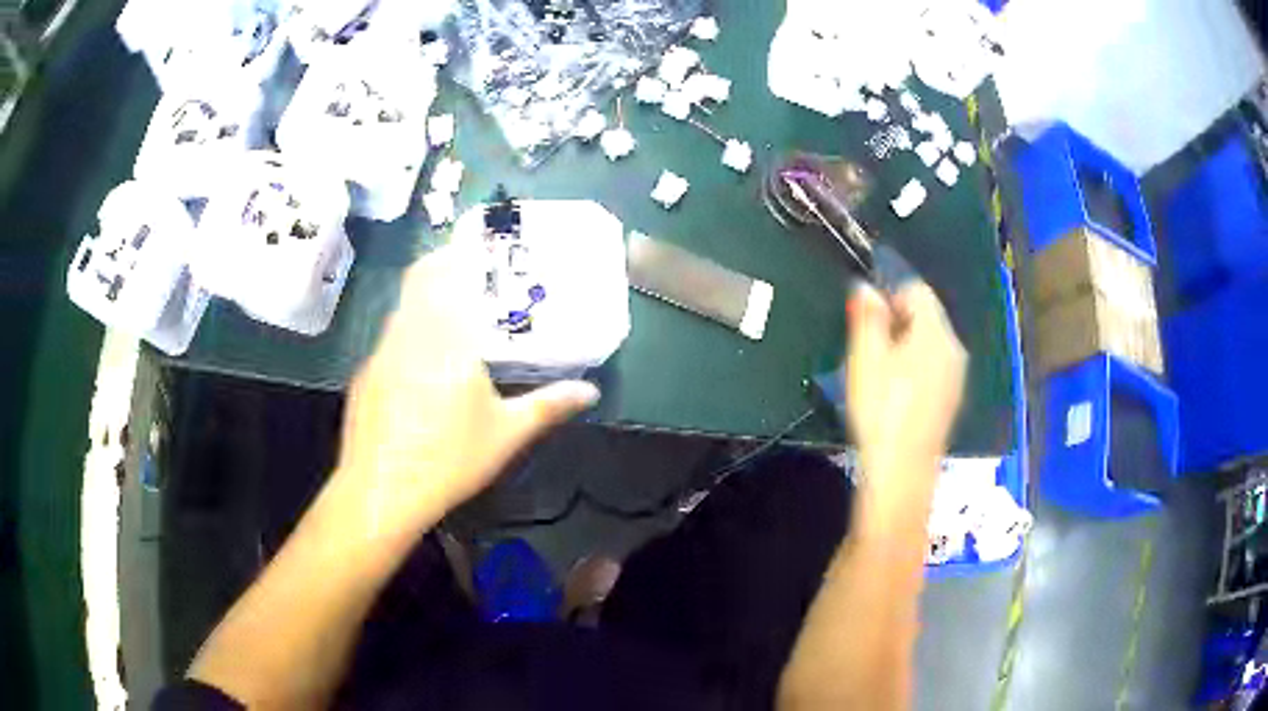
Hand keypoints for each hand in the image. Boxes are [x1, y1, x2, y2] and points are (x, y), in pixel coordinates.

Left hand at [332, 247, 599, 546]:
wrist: (381, 491)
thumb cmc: (449, 458)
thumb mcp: (506, 434)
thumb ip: (548, 405)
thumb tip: (590, 392)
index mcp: (445, 337)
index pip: (443, 272)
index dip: (455, 249)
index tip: (471, 237)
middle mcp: (408, 334)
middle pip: (418, 280)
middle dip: (440, 267)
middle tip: (467, 273)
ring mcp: (379, 354)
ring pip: (401, 310)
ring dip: (423, 301)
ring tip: (449, 317)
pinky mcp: (364, 376)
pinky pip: (388, 340)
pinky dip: (407, 335)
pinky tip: (419, 367)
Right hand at [845, 282, 966, 514]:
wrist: (903, 471)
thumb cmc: (882, 410)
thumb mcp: (866, 358)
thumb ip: (867, 317)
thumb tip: (866, 288)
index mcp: (935, 332)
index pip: (916, 290)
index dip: (889, 294)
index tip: (867, 320)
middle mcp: (953, 348)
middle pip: (927, 316)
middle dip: (898, 322)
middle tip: (869, 349)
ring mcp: (956, 376)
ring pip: (930, 344)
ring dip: (906, 347)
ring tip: (879, 374)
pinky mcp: (951, 399)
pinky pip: (934, 368)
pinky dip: (916, 369)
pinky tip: (897, 396)